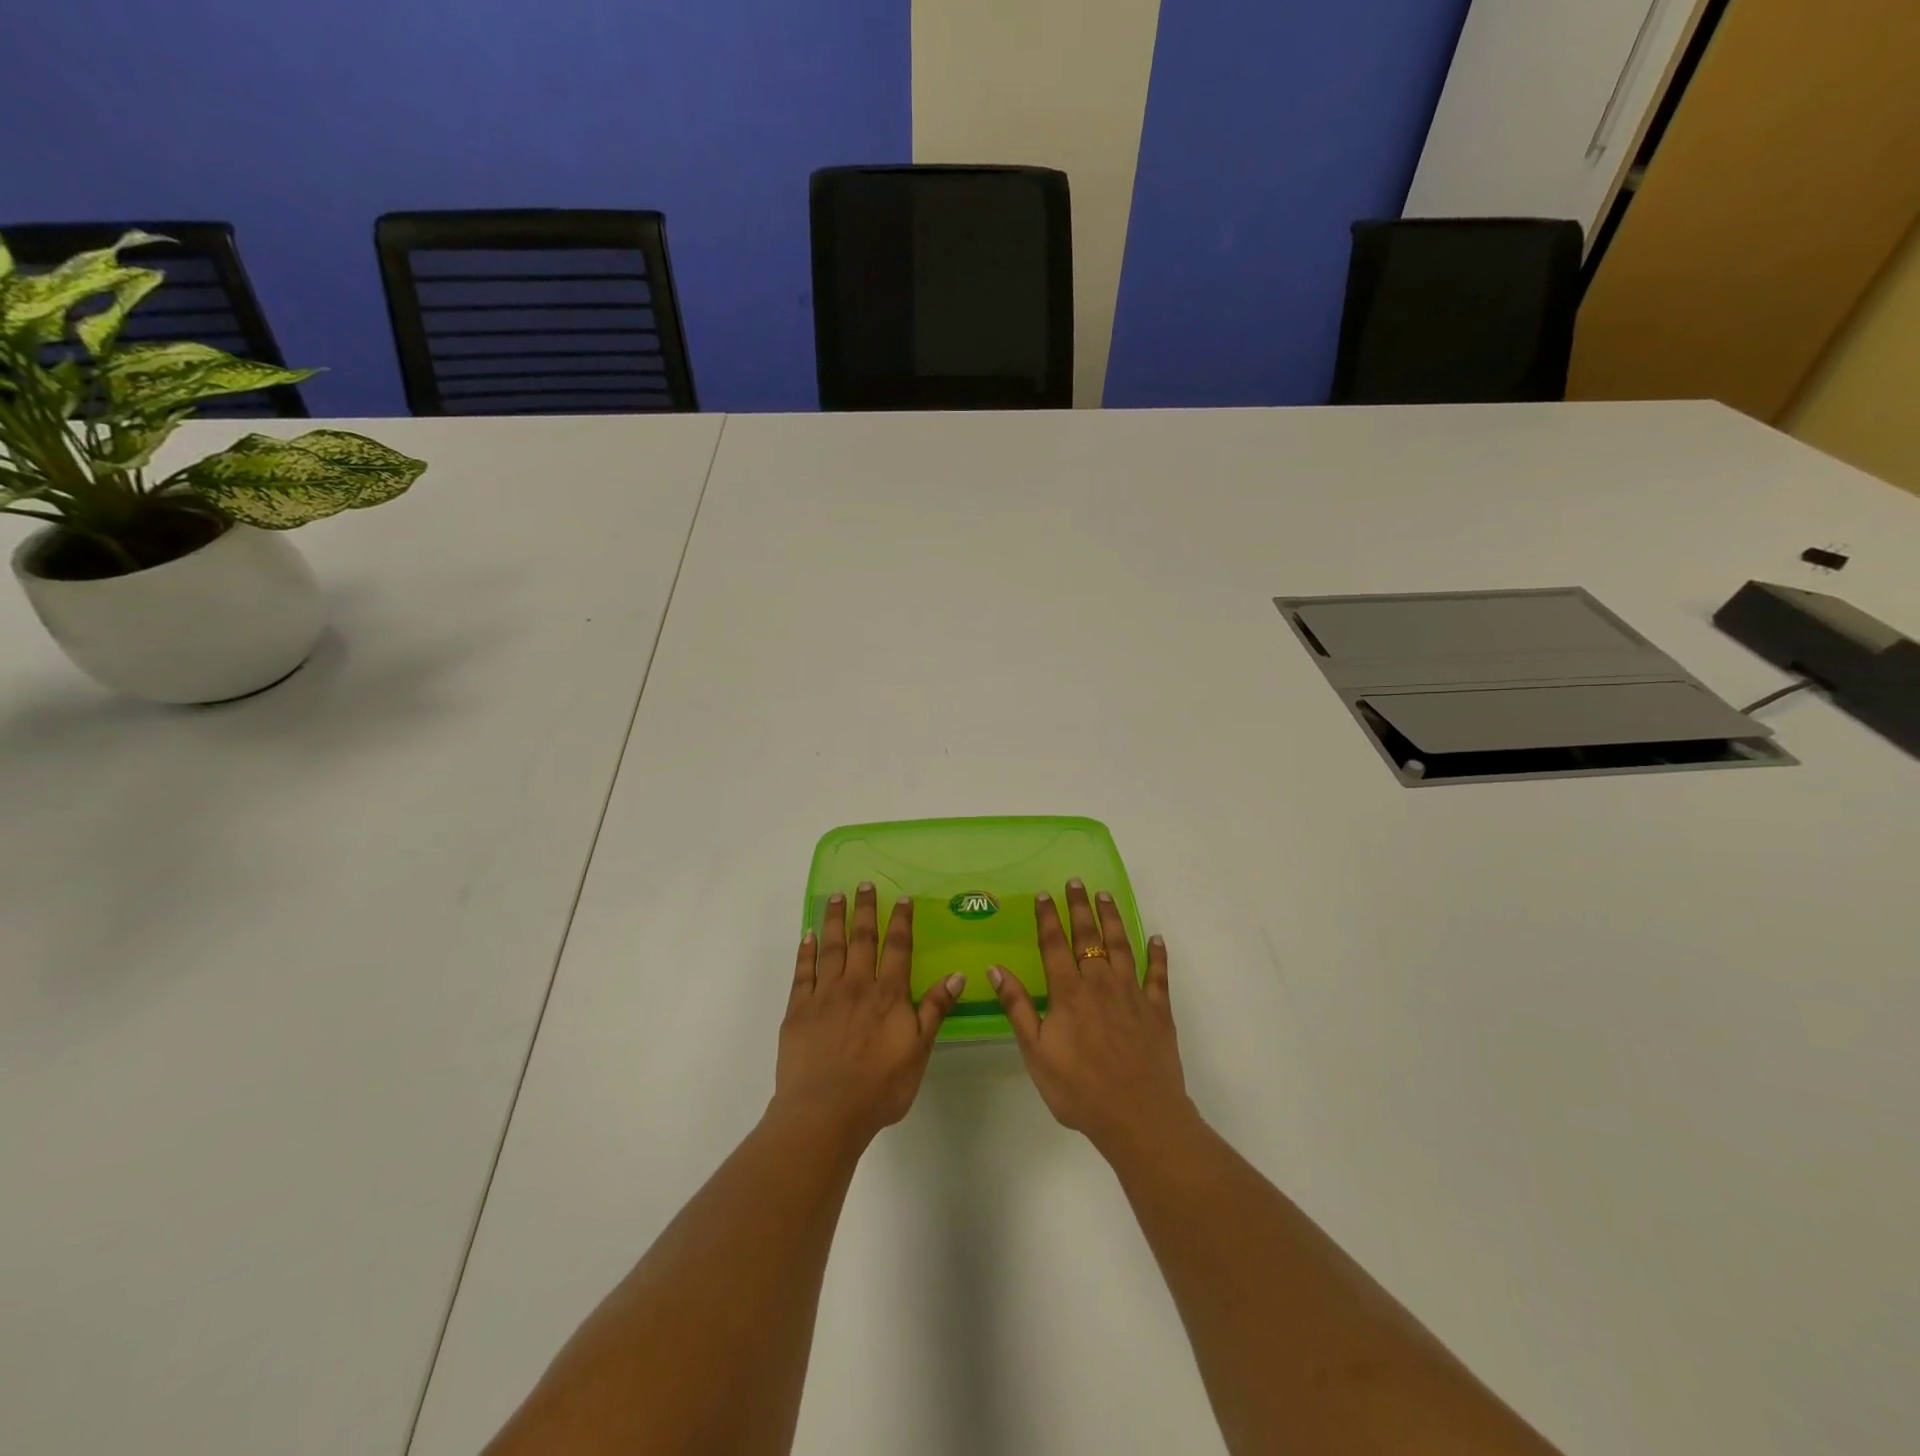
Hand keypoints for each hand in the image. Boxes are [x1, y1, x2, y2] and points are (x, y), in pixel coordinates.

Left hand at [774, 883, 964, 1144]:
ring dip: (834, 920)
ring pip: (831, 947)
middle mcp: (857, 985)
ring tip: (836, 896)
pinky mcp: (798, 1009)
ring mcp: (824, 995)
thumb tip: (956, 974)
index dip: (900, 921)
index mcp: (888, 995)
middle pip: (862, 939)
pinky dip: (805, 951)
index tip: (901, 898)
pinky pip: (802, 971)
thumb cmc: (879, 1087)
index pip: (897, 948)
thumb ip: (934, 1009)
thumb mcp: (919, 1050)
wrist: (826, 1111)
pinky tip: (807, 935)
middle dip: (865, 910)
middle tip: (863, 884)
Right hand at [989, 880, 1193, 1157]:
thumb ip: (1018, 1008)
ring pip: (1122, 945)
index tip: (1044, 894)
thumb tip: (996, 969)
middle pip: (1088, 936)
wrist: (1138, 1116)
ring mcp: (1132, 994)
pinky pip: (1158, 975)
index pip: (1054, 944)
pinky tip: (1157, 939)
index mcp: (1069, 992)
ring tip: (1105, 895)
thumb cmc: (1079, 1089)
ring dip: (1113, 918)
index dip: (1048, 917)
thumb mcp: (1036, 1052)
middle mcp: (1100, 983)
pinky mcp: (1158, 1010)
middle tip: (1077, 881)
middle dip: (1080, 907)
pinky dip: (1157, 955)